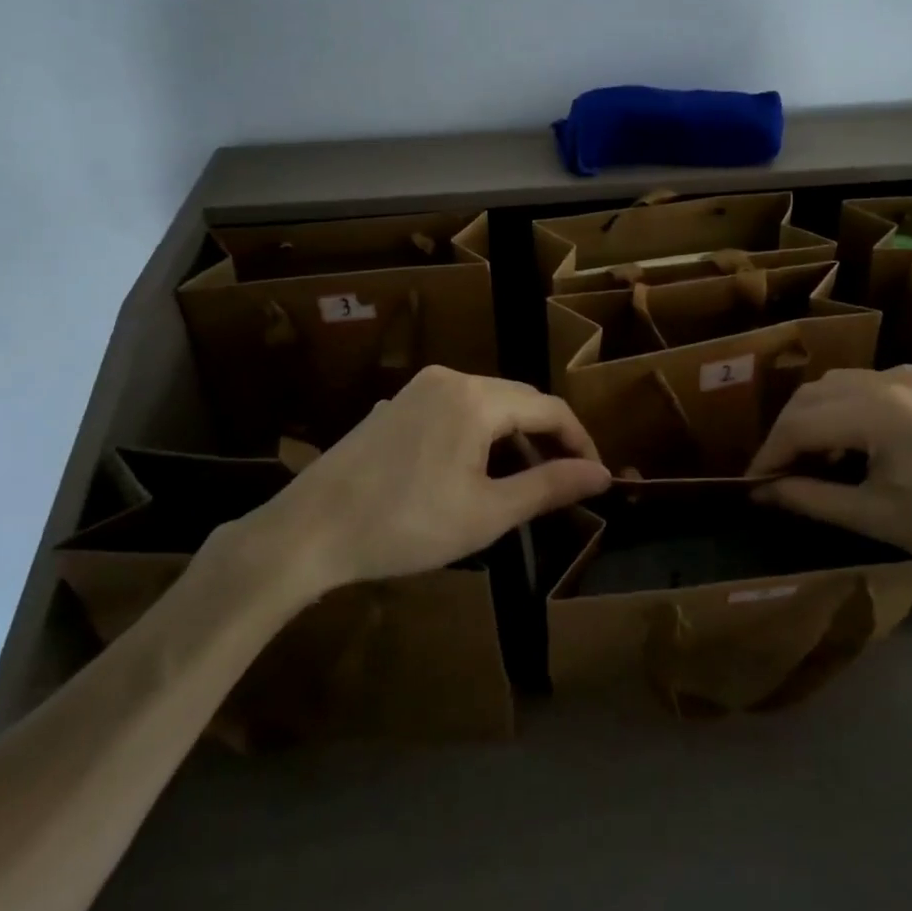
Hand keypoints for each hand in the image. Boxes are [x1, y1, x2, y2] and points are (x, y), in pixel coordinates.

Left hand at [218, 367, 611, 602]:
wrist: (309, 532)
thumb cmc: (406, 525)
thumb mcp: (487, 514)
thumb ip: (549, 487)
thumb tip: (602, 475)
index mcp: (476, 398)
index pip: (550, 408)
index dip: (580, 440)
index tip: (595, 477)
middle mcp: (450, 378)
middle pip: (518, 399)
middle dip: (547, 437)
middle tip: (562, 481)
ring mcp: (418, 388)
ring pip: (486, 403)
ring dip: (512, 436)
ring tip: (521, 481)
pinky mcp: (395, 405)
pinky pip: (455, 409)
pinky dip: (478, 434)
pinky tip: (471, 471)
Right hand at [746, 365, 911, 584]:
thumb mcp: (881, 518)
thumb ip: (813, 499)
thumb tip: (762, 492)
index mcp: (876, 409)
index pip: (798, 423)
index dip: (768, 454)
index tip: (751, 484)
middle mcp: (891, 377)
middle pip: (813, 395)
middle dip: (788, 433)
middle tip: (779, 476)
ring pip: (841, 385)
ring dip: (817, 418)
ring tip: (818, 464)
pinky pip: (874, 387)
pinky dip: (850, 411)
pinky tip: (861, 447)